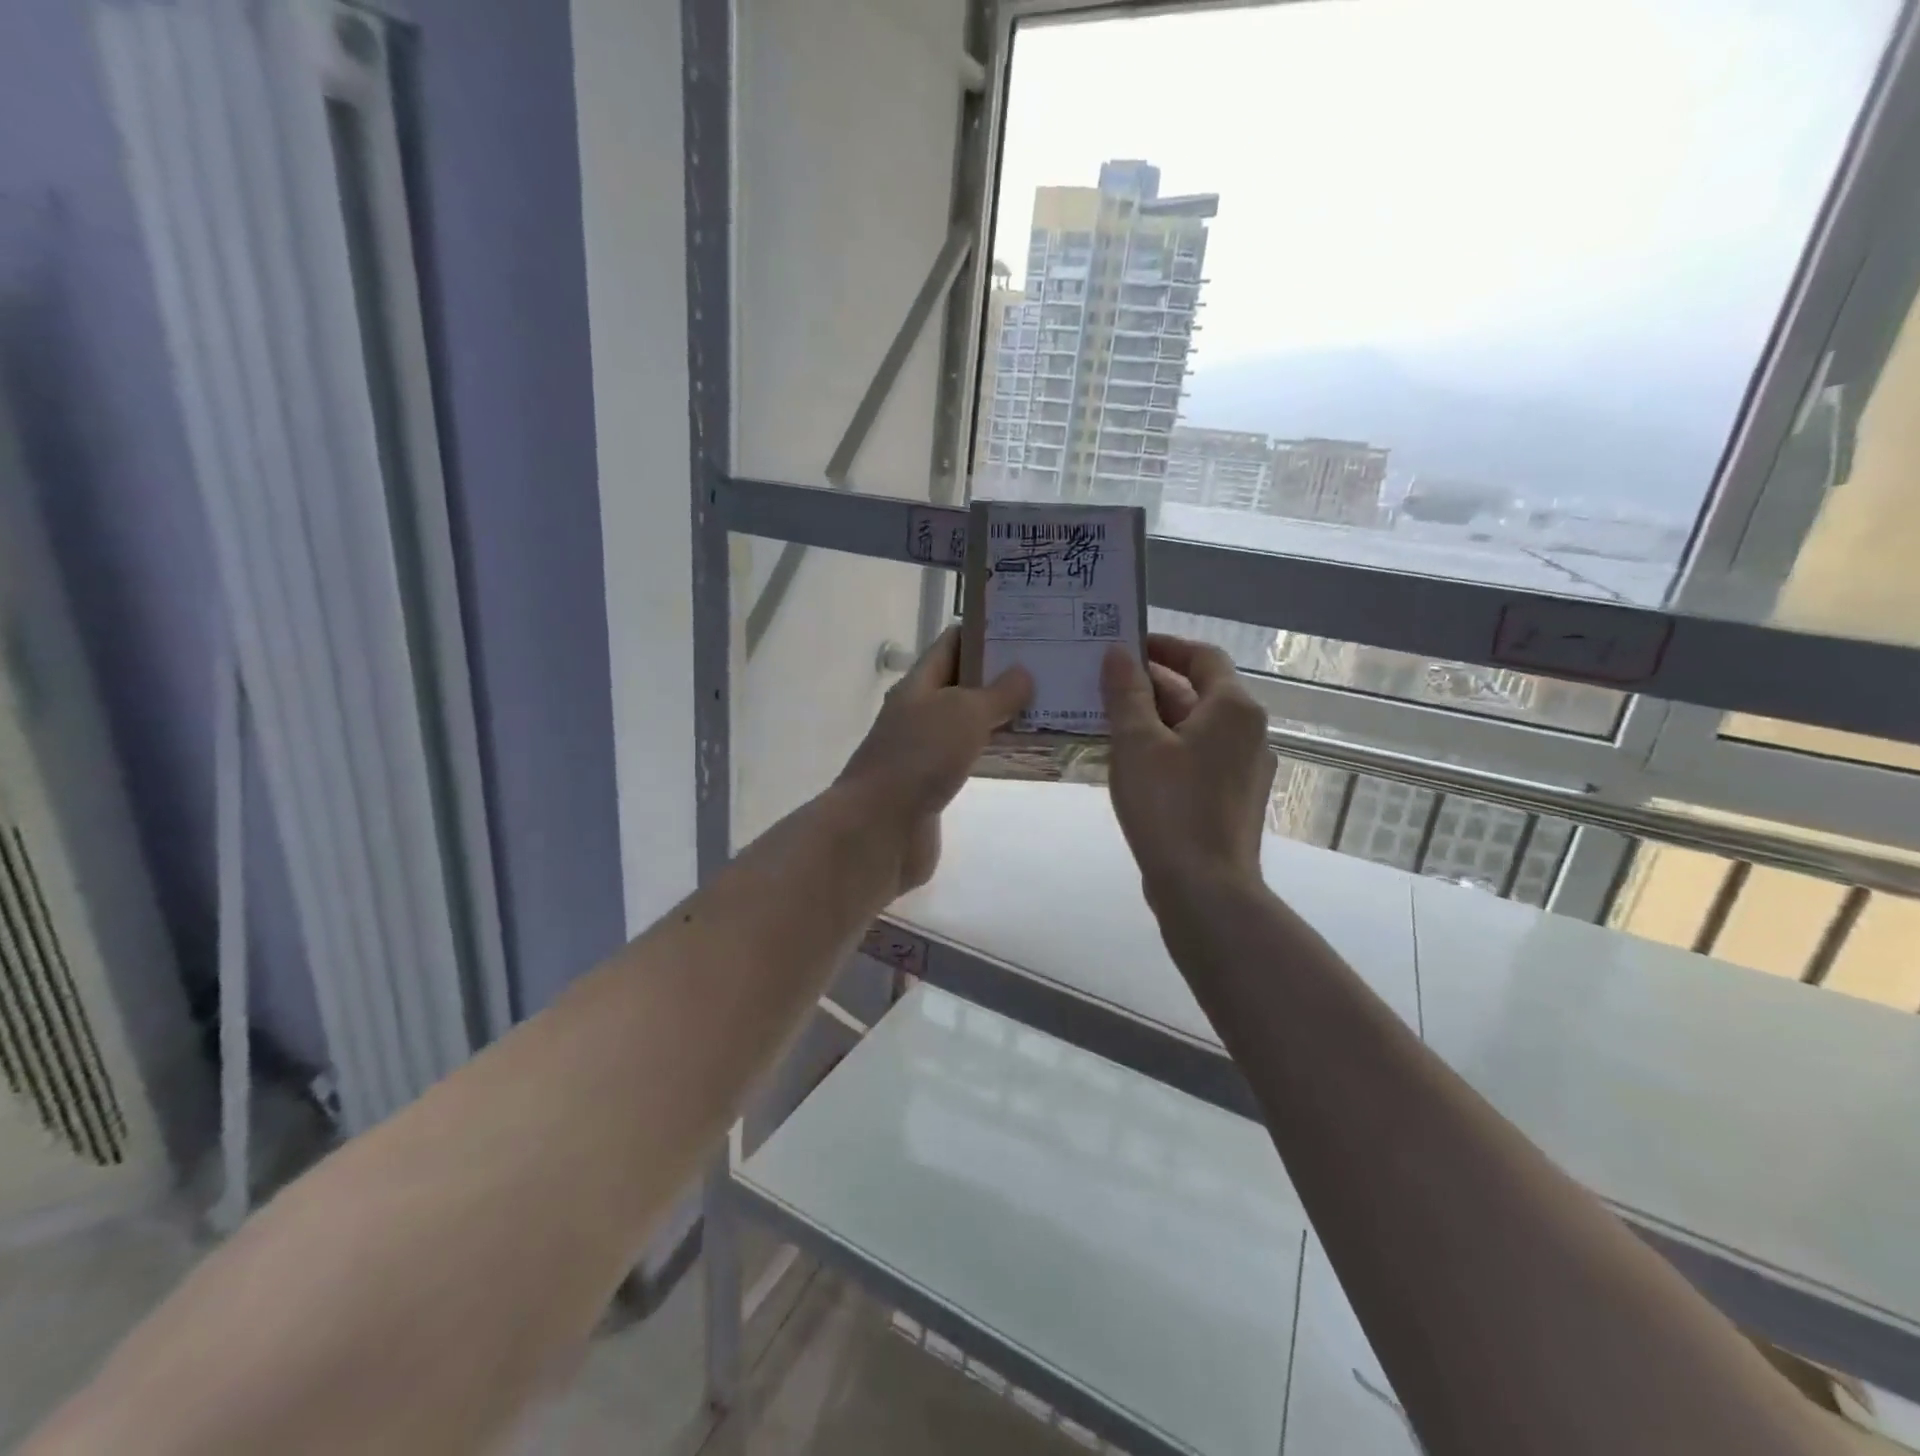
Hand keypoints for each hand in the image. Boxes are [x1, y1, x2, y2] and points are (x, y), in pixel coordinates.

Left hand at [838, 627, 1031, 894]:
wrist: (880, 828)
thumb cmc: (920, 758)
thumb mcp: (963, 714)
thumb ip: (997, 693)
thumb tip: (1022, 673)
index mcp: (918, 685)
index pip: (952, 644)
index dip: (985, 631)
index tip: (1027, 628)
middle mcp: (919, 712)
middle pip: (962, 683)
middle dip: (1002, 675)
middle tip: (1049, 667)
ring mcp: (924, 750)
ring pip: (968, 722)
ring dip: (1002, 715)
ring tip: (1048, 706)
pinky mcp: (934, 784)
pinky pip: (970, 758)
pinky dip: (995, 751)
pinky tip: (1024, 752)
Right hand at [1101, 634, 1275, 902]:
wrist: (1205, 888)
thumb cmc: (1169, 806)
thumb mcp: (1137, 743)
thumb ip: (1127, 693)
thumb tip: (1119, 653)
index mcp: (1233, 708)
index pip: (1202, 657)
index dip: (1164, 646)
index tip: (1125, 647)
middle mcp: (1248, 732)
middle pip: (1199, 692)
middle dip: (1151, 685)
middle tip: (1104, 685)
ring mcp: (1244, 768)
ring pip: (1195, 728)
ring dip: (1155, 719)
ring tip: (1107, 721)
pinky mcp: (1232, 798)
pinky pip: (1197, 758)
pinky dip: (1166, 749)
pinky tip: (1130, 763)